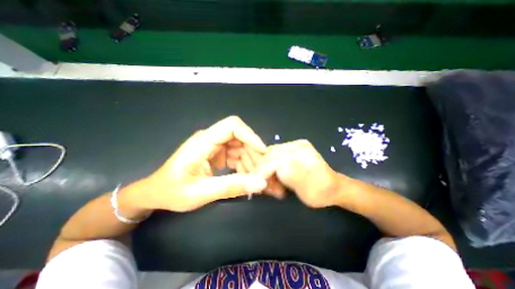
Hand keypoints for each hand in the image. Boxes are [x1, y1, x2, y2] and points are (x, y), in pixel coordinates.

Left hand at [140, 115, 269, 212]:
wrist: (156, 194)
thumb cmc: (172, 192)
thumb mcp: (202, 192)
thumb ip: (232, 187)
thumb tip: (260, 183)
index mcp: (203, 142)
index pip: (232, 126)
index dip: (250, 136)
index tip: (262, 152)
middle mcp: (211, 139)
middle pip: (240, 137)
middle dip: (253, 153)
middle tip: (260, 172)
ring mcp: (214, 146)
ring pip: (241, 147)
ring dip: (250, 161)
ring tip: (254, 178)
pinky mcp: (217, 154)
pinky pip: (236, 155)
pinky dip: (243, 165)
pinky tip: (245, 178)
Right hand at [258, 140, 345, 207]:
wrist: (334, 187)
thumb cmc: (319, 193)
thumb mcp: (302, 190)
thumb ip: (283, 176)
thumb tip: (263, 172)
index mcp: (300, 155)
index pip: (272, 160)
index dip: (262, 172)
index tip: (259, 184)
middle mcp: (298, 145)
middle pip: (270, 154)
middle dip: (264, 169)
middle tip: (266, 183)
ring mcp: (298, 144)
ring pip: (272, 152)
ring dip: (268, 166)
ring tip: (272, 179)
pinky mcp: (298, 146)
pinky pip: (278, 151)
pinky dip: (273, 162)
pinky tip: (277, 172)